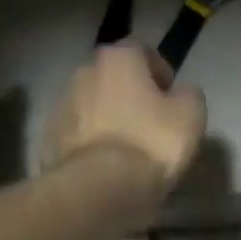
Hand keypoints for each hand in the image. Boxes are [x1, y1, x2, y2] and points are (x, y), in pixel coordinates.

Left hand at [42, 43, 206, 208]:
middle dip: (131, 93)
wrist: (98, 188)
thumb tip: (178, 93)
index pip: (142, 51)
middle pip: (114, 77)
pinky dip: (92, 141)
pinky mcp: (50, 138)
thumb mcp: (191, 114)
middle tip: (151, 120)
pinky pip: (80, 133)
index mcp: (117, 58)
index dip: (160, 72)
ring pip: (93, 104)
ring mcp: (62, 105)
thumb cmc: (150, 142)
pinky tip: (108, 164)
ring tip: (128, 147)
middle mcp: (84, 71)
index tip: (171, 97)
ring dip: (109, 117)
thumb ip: (187, 93)